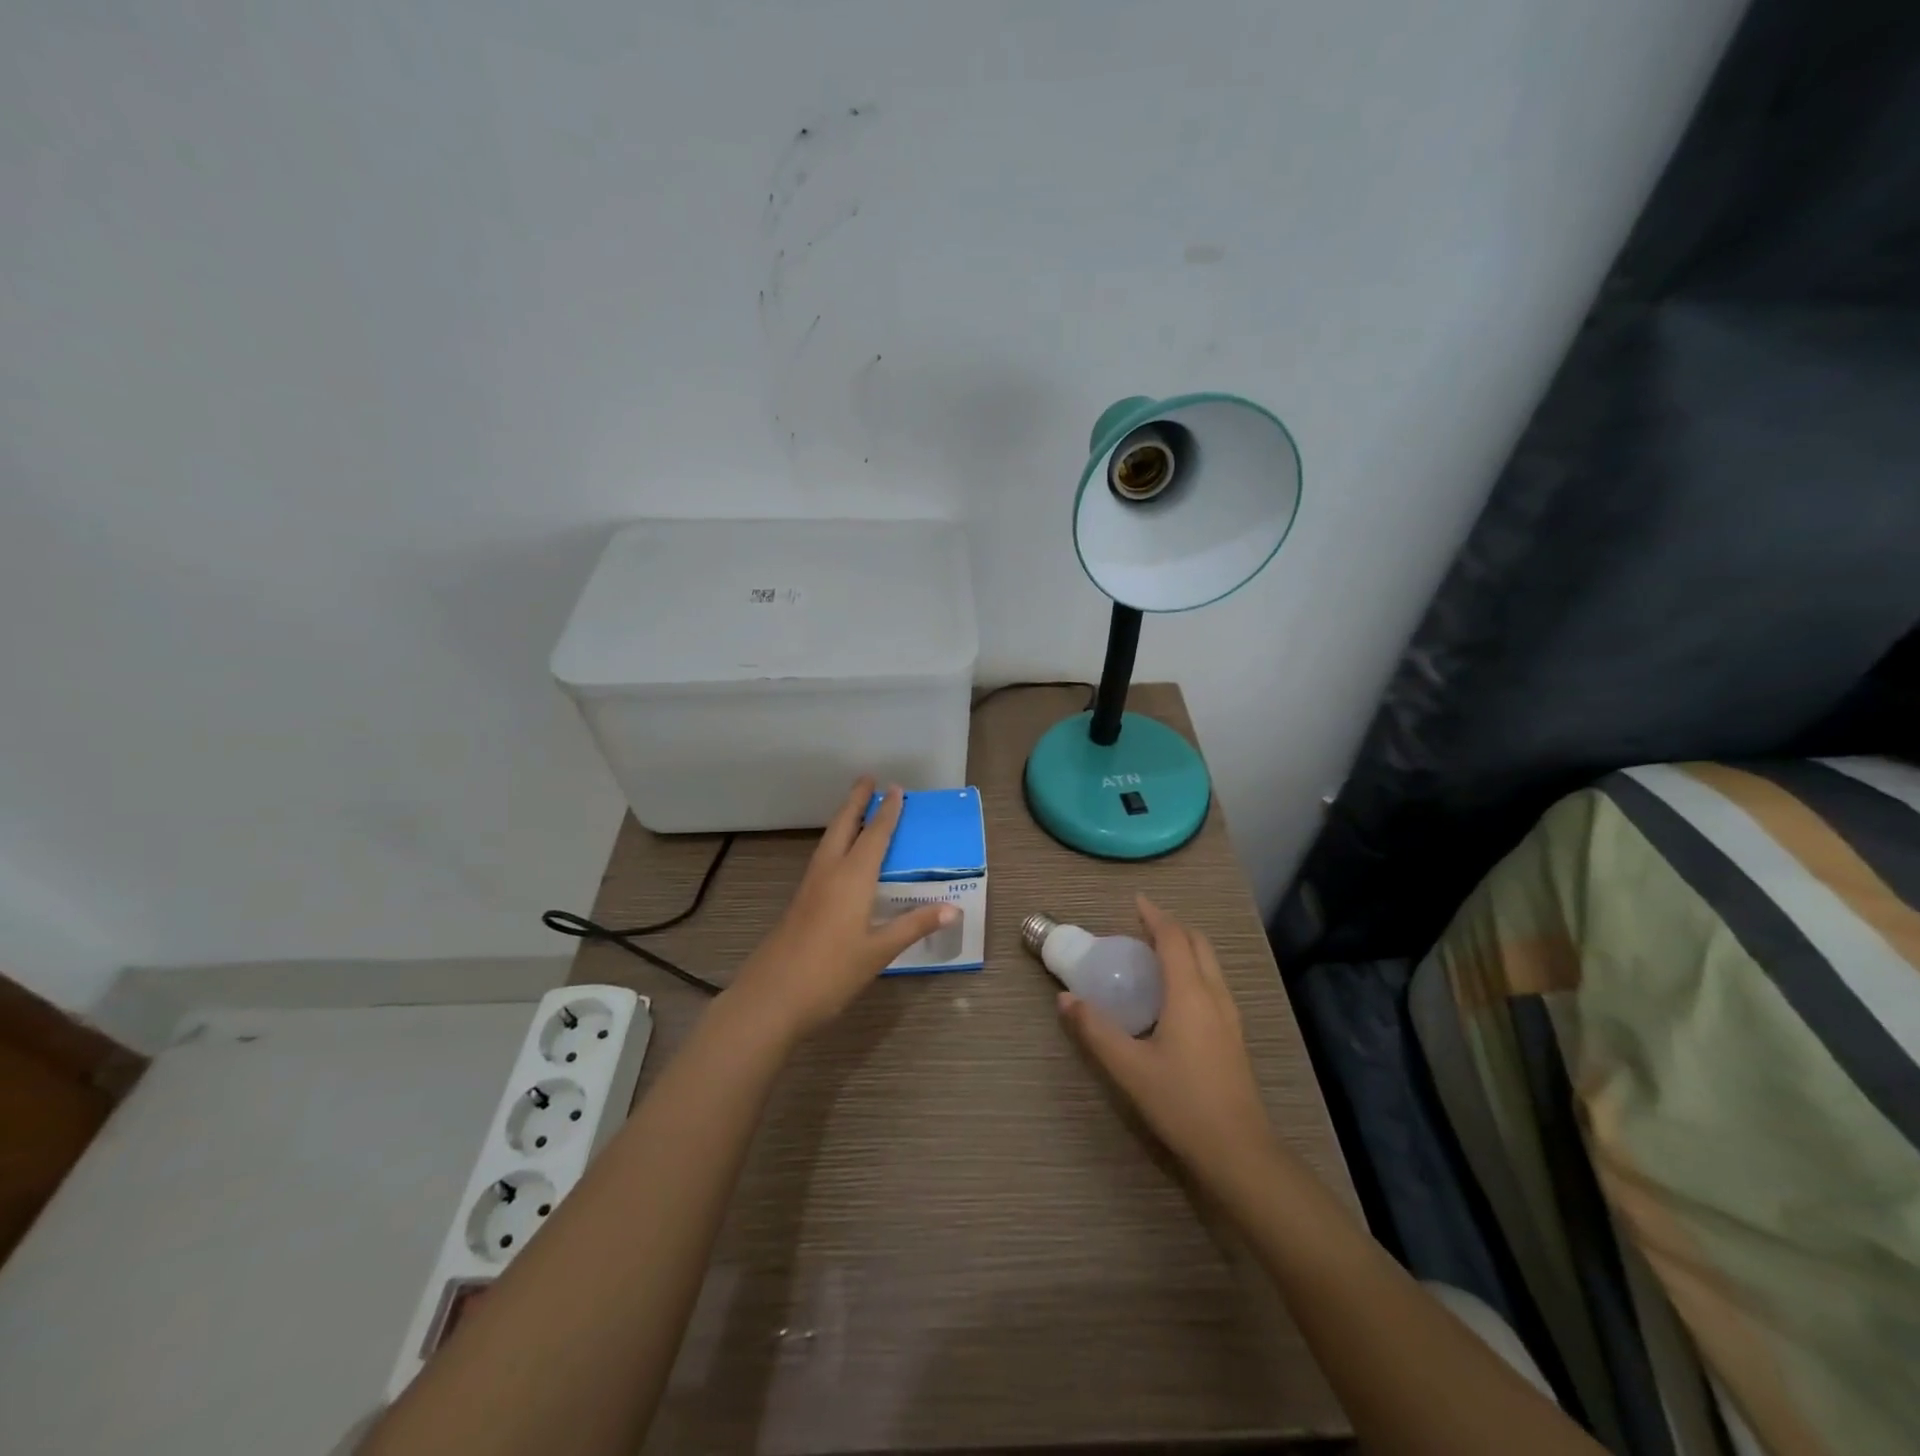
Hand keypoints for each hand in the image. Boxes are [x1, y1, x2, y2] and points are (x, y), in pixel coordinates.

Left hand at [728, 778, 956, 1042]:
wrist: (771, 998)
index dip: (888, 812)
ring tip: (856, 808)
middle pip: (844, 826)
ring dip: (844, 820)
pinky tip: (840, 857)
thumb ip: (913, 926)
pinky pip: (822, 859)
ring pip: (829, 841)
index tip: (896, 789)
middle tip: (867, 778)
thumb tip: (953, 908)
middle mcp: (829, 873)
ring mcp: (810, 887)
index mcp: (852, 878)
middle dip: (856, 801)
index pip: (875, 836)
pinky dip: (836, 843)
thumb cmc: (830, 973)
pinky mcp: (800, 902)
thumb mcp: (878, 952)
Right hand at [1059, 896, 1273, 1186]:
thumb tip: (1065, 998)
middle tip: (1141, 928)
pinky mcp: (1234, 1035)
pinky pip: (1213, 982)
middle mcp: (1214, 995)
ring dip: (1185, 947)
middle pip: (1198, 943)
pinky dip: (1193, 969)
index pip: (1174, 938)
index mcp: (1190, 993)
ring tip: (1154, 956)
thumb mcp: (1128, 1067)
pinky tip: (1173, 995)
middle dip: (1172, 927)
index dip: (1154, 916)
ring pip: (1210, 963)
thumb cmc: (1181, 1102)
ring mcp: (1230, 1015)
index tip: (1135, 901)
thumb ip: (1094, 1029)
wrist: (1239, 1151)